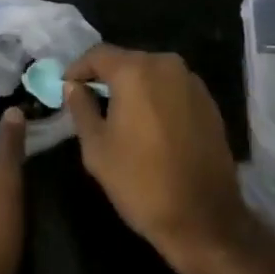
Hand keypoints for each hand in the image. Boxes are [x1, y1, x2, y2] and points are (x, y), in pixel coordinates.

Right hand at [64, 46, 251, 265]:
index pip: (98, 54)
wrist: (204, 219)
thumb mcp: (97, 150)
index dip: (78, 68)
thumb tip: (73, 86)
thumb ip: (81, 109)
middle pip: (127, 61)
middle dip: (107, 78)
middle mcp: (165, 64)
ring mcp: (191, 81)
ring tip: (121, 115)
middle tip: (91, 101)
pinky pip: (172, 88)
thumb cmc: (142, 183)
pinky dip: (157, 98)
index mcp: (135, 71)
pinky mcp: (208, 101)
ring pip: (152, 73)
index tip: (66, 87)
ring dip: (134, 88)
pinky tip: (151, 126)